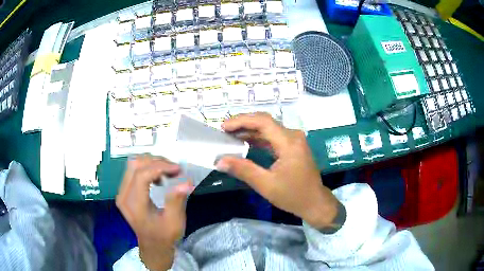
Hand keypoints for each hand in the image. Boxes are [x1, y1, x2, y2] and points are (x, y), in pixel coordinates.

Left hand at [116, 155, 193, 270]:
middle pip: (135, 165)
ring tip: (167, 172)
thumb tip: (186, 181)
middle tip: (174, 169)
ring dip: (151, 163)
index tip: (178, 169)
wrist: (153, 246)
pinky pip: (133, 171)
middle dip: (156, 162)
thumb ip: (177, 201)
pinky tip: (158, 177)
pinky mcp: (124, 191)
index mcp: (134, 204)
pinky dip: (147, 168)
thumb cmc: (164, 236)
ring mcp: (121, 192)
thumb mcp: (174, 222)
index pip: (142, 175)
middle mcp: (123, 195)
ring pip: (133, 164)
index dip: (160, 167)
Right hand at [216, 113, 339, 228]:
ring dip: (250, 131)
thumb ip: (243, 170)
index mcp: (289, 142)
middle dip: (243, 124)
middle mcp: (293, 136)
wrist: (314, 203)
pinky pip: (273, 138)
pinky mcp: (293, 147)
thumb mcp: (266, 185)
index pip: (263, 121)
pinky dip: (258, 139)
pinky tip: (245, 143)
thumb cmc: (293, 195)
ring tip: (230, 136)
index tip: (224, 127)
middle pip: (265, 122)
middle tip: (224, 131)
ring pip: (269, 129)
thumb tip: (219, 161)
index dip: (241, 121)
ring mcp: (294, 141)